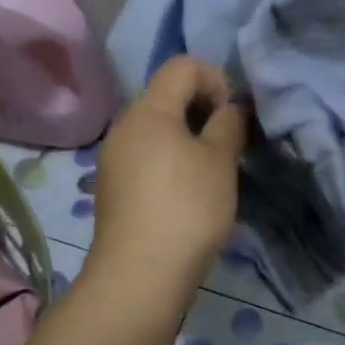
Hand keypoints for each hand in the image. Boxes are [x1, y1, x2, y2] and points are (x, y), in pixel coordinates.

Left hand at [89, 57, 245, 291]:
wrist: (138, 278)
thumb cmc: (186, 209)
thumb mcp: (219, 161)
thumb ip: (228, 124)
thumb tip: (228, 110)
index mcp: (148, 110)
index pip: (183, 65)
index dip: (215, 79)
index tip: (230, 118)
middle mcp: (124, 127)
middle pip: (167, 95)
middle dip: (203, 110)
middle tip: (226, 146)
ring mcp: (114, 159)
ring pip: (157, 129)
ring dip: (188, 139)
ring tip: (210, 174)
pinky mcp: (113, 188)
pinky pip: (146, 156)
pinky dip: (170, 162)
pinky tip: (186, 196)